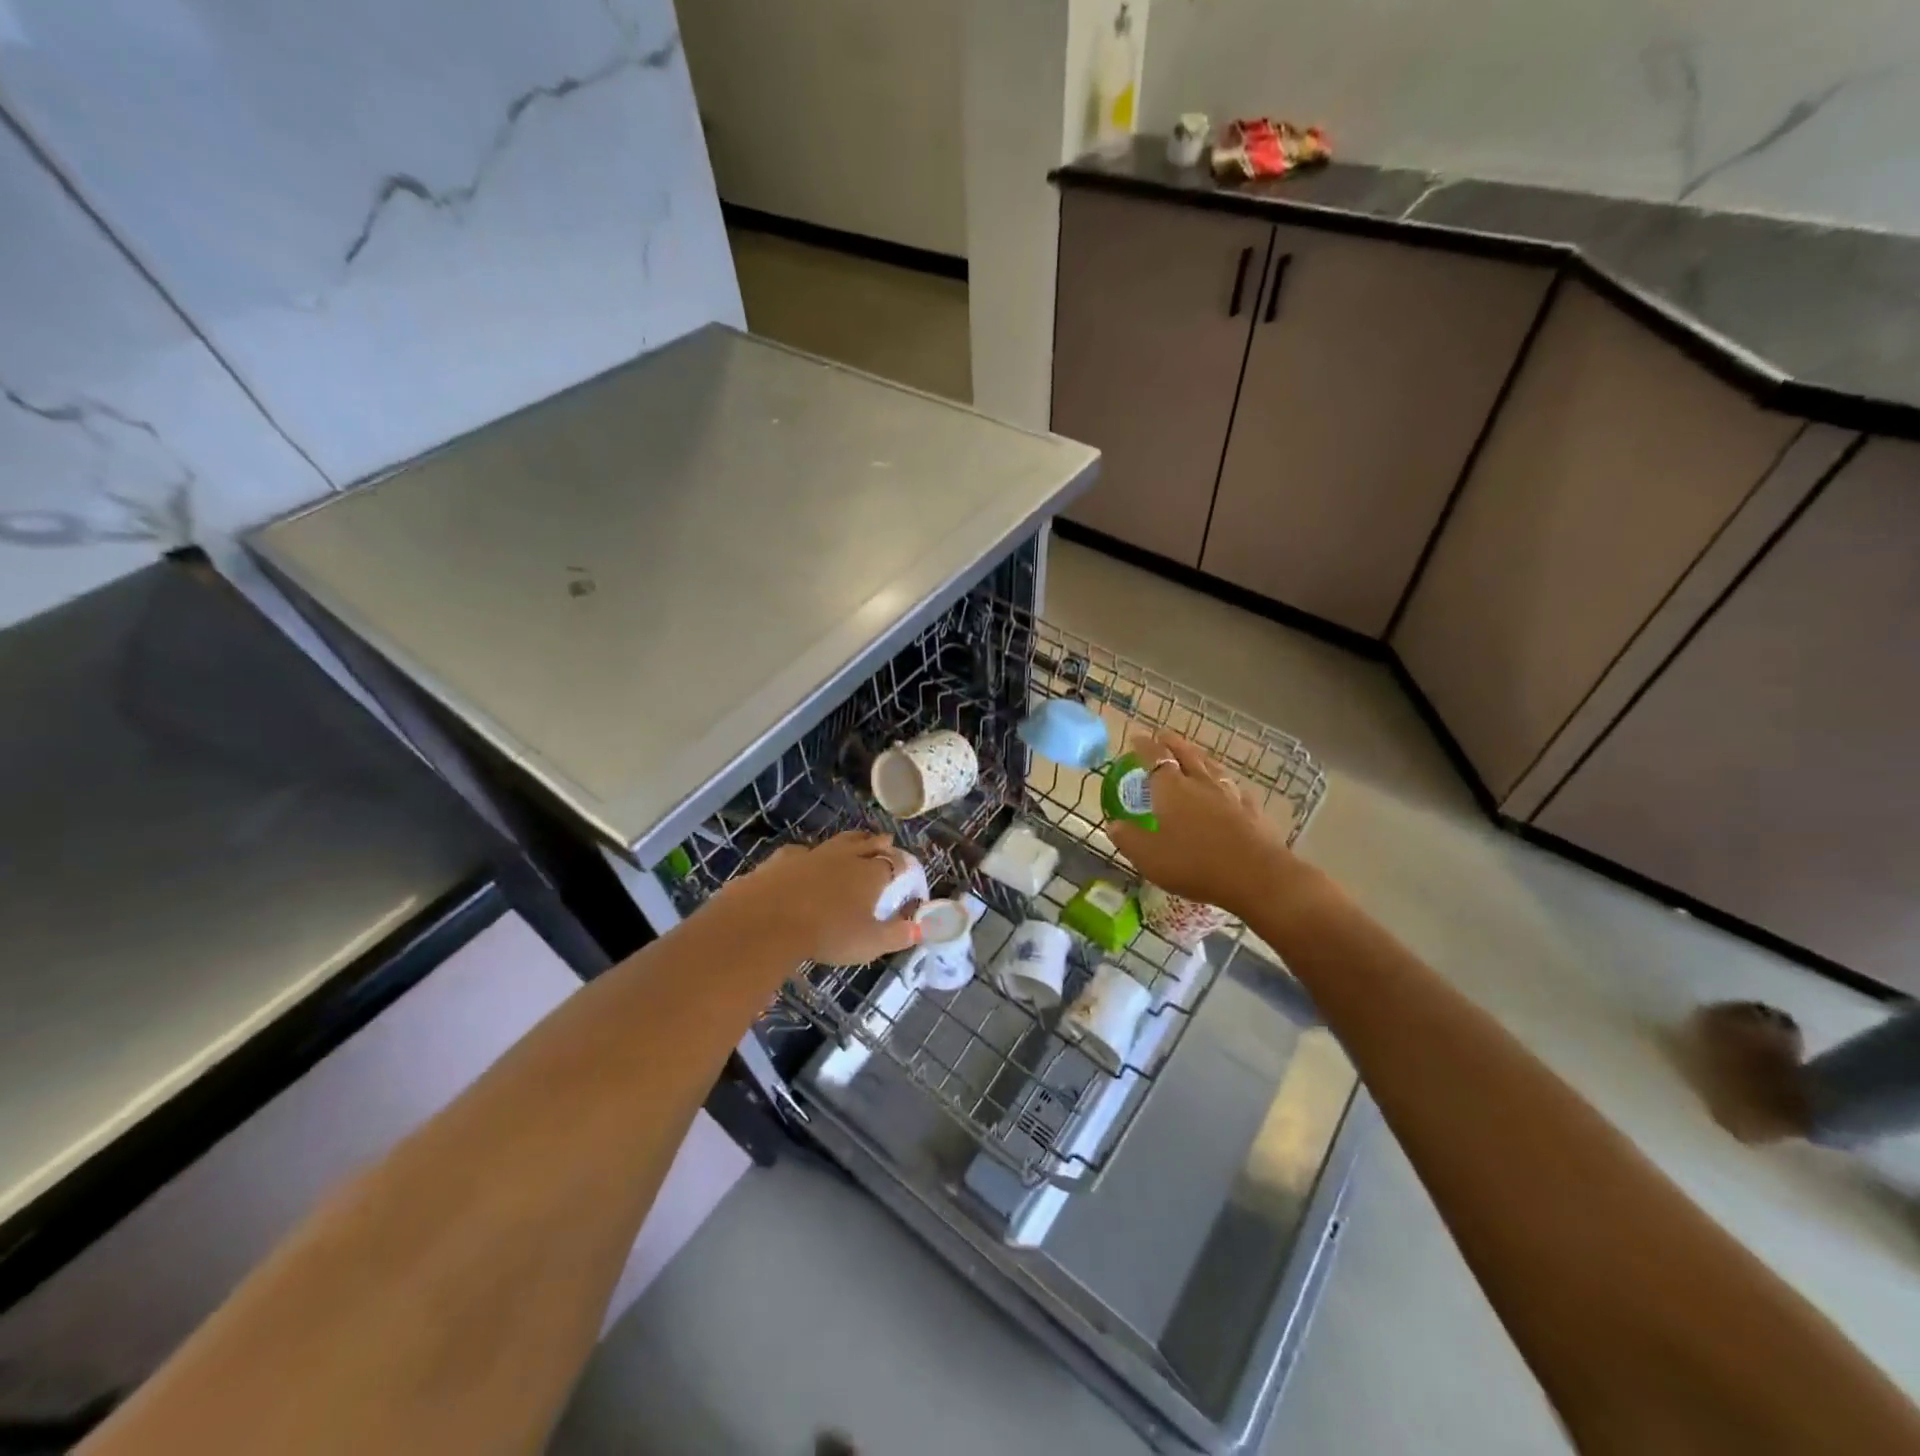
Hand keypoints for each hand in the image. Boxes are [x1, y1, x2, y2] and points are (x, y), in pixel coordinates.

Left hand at [716, 831, 922, 964]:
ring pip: (837, 841)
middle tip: (886, 840)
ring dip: (849, 841)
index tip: (906, 870)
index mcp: (869, 874)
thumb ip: (896, 935)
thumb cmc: (827, 934)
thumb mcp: (868, 943)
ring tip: (855, 840)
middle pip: (867, 843)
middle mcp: (844, 857)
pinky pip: (801, 852)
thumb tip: (919, 930)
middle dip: (879, 842)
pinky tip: (804, 859)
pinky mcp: (782, 859)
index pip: (893, 863)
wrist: (768, 921)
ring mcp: (811, 855)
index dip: (902, 865)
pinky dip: (809, 855)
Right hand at [1105, 731, 1295, 918]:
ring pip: (1212, 767)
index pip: (1155, 758)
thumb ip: (1128, 838)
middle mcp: (1200, 783)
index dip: (1144, 746)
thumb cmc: (1194, 864)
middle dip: (1172, 743)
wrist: (1256, 876)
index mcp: (1172, 789)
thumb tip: (1113, 824)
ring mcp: (1230, 795)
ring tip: (1194, 755)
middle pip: (1186, 754)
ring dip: (1199, 757)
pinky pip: (1235, 789)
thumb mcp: (1149, 857)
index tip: (1136, 738)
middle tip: (1163, 735)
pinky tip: (1229, 789)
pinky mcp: (1252, 811)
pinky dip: (1225, 784)